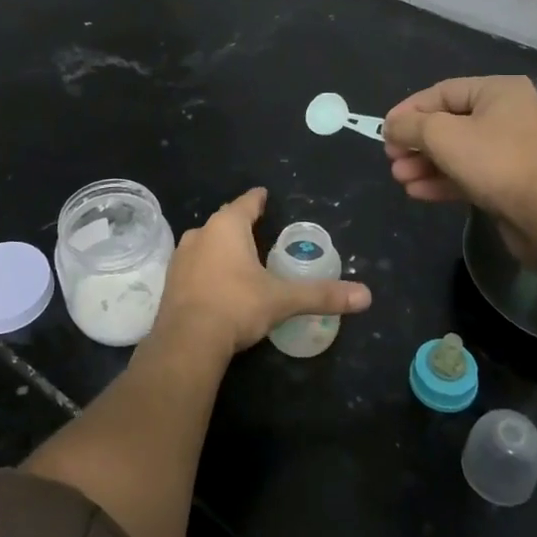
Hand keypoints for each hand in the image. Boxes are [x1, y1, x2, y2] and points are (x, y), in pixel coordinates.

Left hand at [153, 188, 370, 357]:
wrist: (186, 341)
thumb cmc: (237, 306)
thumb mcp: (282, 300)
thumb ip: (322, 295)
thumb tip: (365, 296)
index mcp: (227, 227)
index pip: (246, 203)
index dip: (257, 199)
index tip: (264, 195)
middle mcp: (200, 233)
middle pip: (224, 221)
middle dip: (240, 223)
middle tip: (257, 227)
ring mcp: (181, 257)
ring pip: (206, 242)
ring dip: (221, 246)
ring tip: (239, 255)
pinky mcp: (170, 281)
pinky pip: (194, 265)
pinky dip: (207, 268)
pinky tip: (216, 282)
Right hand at [382, 77, 536, 259]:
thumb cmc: (492, 162)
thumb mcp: (441, 135)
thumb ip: (410, 126)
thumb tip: (391, 126)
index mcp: (499, 91)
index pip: (442, 93)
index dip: (408, 111)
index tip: (384, 130)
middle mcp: (509, 113)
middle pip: (449, 122)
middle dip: (416, 143)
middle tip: (391, 158)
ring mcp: (512, 148)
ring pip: (457, 150)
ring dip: (425, 163)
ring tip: (399, 178)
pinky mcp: (511, 179)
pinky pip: (470, 172)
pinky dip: (443, 179)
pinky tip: (417, 192)